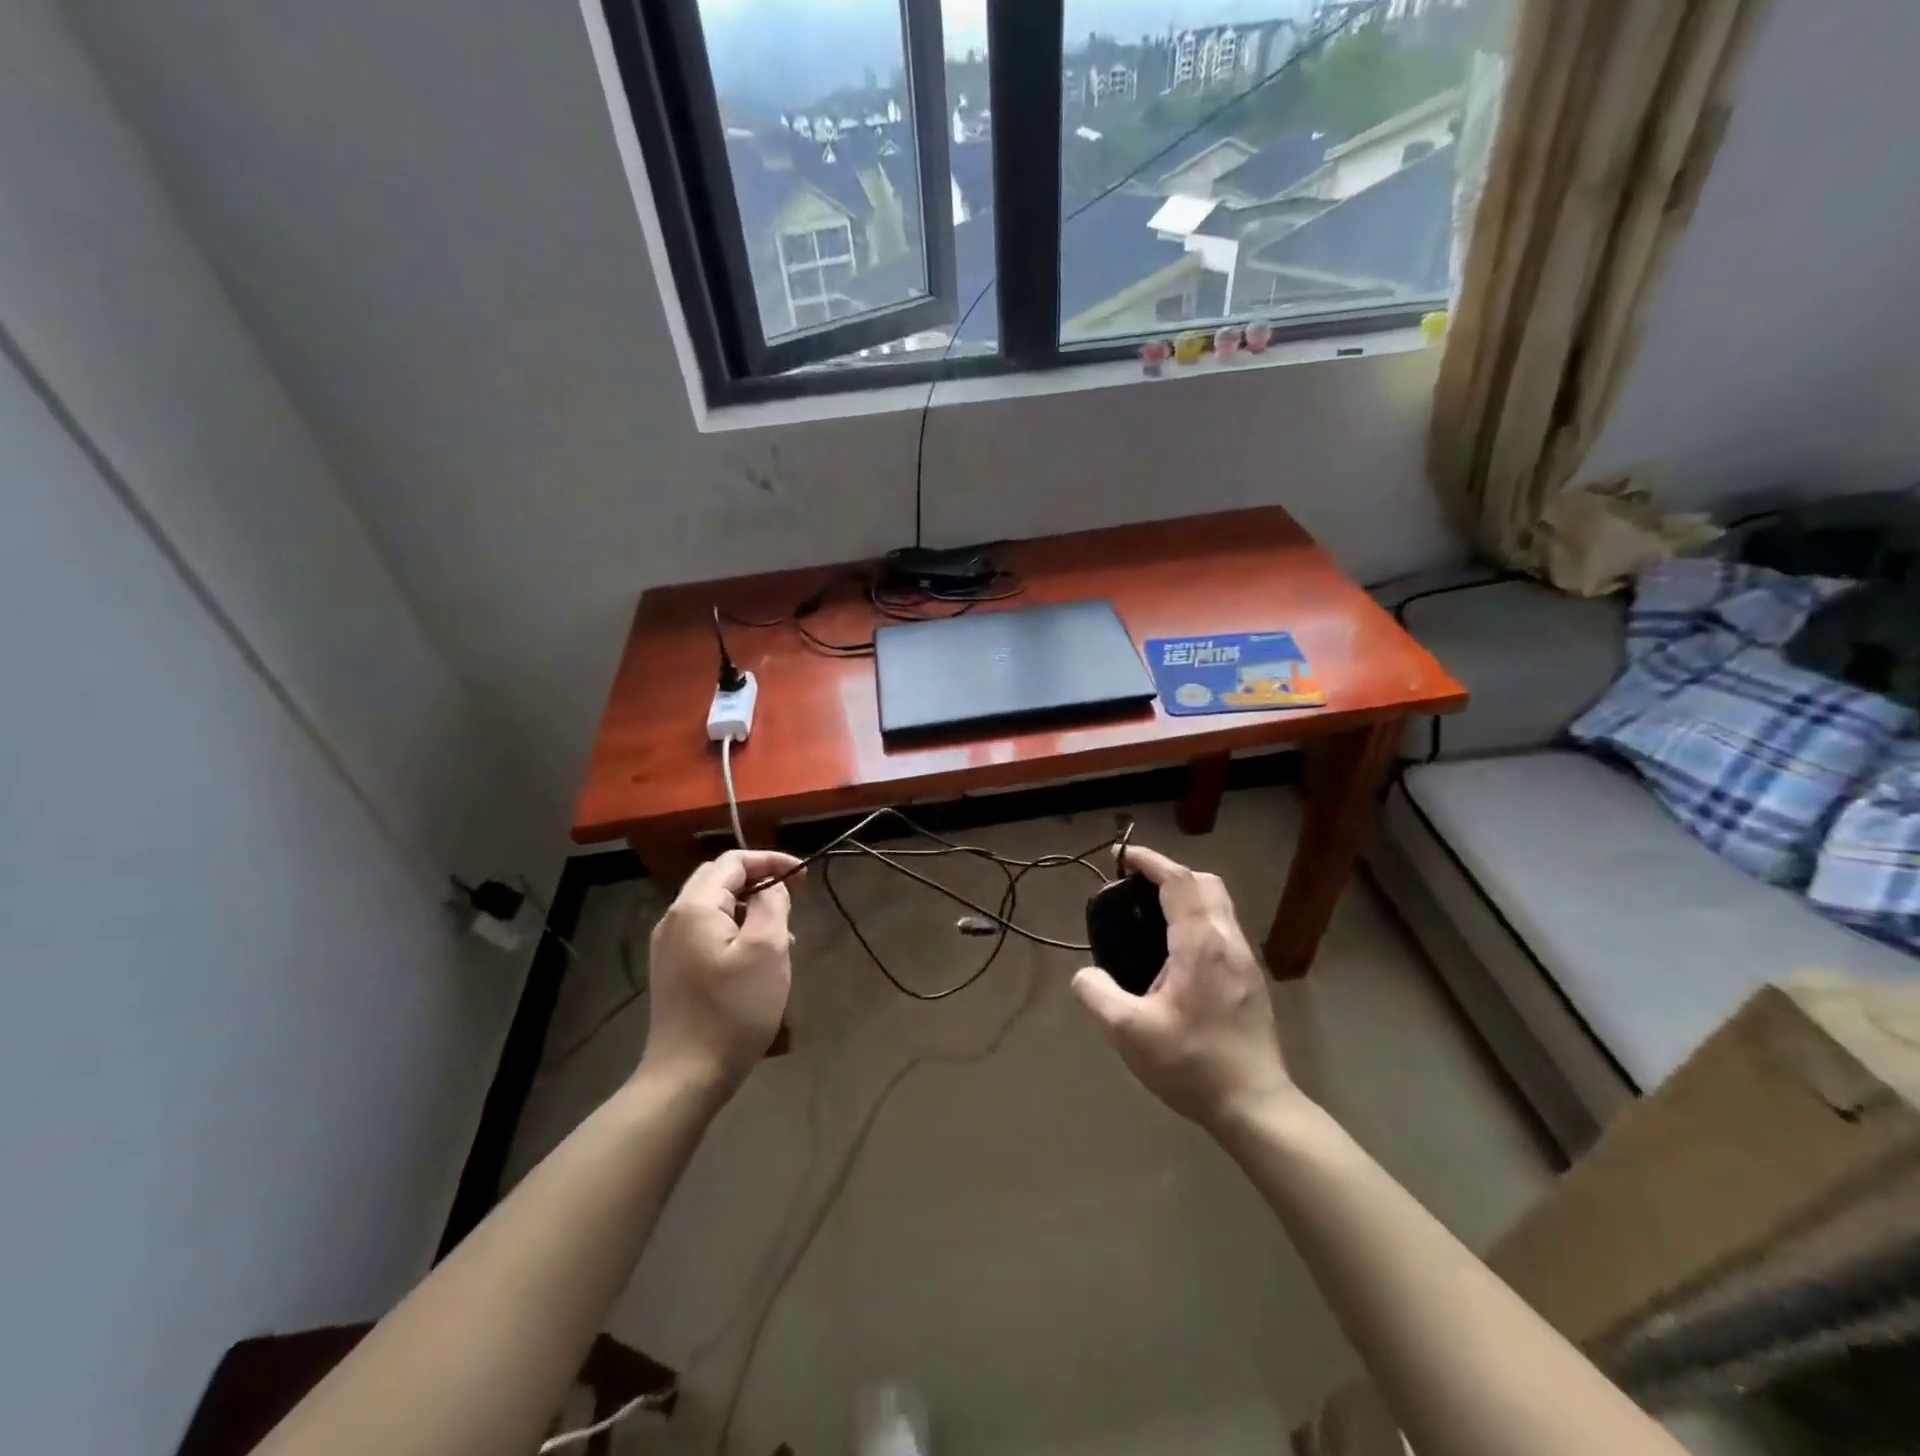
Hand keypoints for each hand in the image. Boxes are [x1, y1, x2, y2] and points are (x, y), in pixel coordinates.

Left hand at [639, 850, 802, 1102]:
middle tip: (794, 896)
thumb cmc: (733, 1009)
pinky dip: (736, 930)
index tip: (803, 875)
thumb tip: (771, 886)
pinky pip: (708, 932)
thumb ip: (772, 904)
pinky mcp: (673, 970)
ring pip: (715, 907)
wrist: (686, 1076)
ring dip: (750, 908)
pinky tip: (757, 959)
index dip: (770, 860)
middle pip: (719, 879)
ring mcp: (670, 946)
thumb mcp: (767, 950)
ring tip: (783, 934)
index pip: (732, 862)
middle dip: (759, 880)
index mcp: (695, 907)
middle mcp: (675, 919)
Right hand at [1071, 844, 1294, 1128]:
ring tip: (1150, 921)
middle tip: (1137, 889)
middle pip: (1206, 884)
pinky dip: (1198, 921)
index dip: (1150, 861)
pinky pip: (1223, 931)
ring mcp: (1247, 961)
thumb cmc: (1192, 1064)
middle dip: (1171, 874)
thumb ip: (1097, 995)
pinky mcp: (1252, 981)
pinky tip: (1176, 957)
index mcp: (1200, 944)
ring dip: (1187, 897)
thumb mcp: (1129, 1033)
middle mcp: (1229, 942)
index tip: (1123, 856)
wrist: (1256, 1106)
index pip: (1178, 881)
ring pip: (1219, 907)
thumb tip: (1084, 975)